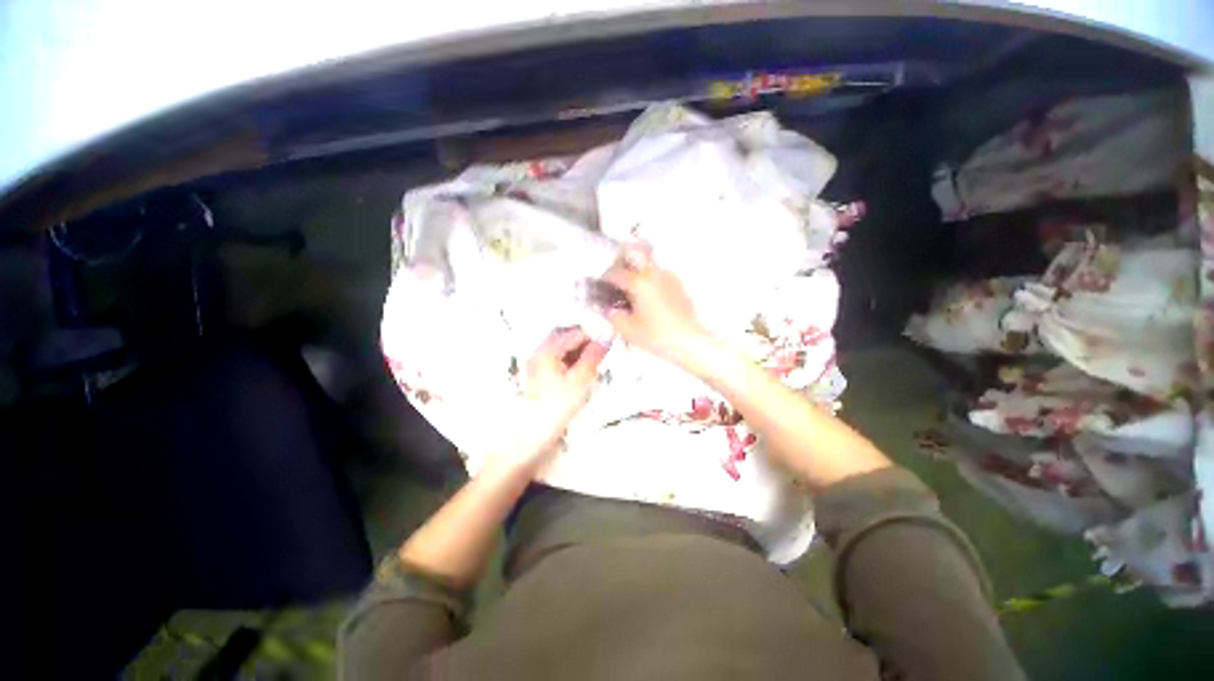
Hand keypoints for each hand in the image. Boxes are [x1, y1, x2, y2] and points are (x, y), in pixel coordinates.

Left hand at [483, 327, 606, 476]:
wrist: (531, 434)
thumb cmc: (557, 406)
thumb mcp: (580, 380)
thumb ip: (593, 357)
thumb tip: (606, 339)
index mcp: (547, 350)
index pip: (575, 333)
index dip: (593, 335)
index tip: (609, 342)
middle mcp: (539, 351)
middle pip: (566, 337)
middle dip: (585, 342)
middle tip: (602, 352)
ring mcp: (537, 363)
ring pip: (562, 349)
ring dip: (578, 351)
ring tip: (594, 363)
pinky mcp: (538, 374)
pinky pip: (557, 359)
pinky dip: (570, 361)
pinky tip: (580, 371)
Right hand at [601, 244, 710, 366]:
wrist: (689, 341)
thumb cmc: (656, 336)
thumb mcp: (628, 329)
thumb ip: (614, 316)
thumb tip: (610, 310)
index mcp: (639, 282)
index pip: (616, 273)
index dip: (604, 278)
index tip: (600, 284)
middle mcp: (654, 274)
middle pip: (634, 255)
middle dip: (621, 261)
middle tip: (615, 276)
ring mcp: (668, 277)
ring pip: (648, 264)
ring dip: (637, 270)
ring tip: (631, 288)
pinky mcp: (678, 285)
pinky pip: (659, 274)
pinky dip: (649, 279)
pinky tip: (647, 296)